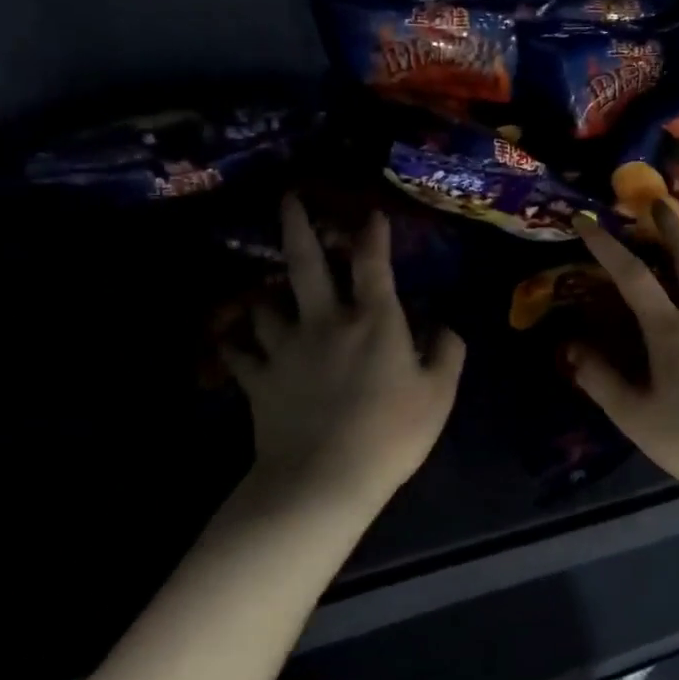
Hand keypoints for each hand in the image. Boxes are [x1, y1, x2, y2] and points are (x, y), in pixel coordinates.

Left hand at [220, 196, 464, 508]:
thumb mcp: (440, 395)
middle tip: (287, 199)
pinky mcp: (258, 380)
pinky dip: (235, 345)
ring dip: (265, 294)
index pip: (372, 263)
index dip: (372, 234)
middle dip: (297, 226)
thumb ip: (448, 352)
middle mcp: (325, 322)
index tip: (370, 213)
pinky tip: (231, 342)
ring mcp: (286, 349)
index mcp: (373, 321)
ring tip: (264, 291)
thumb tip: (445, 324)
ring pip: (264, 305)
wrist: (324, 479)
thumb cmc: (391, 434)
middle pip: (305, 264)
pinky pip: (238, 354)